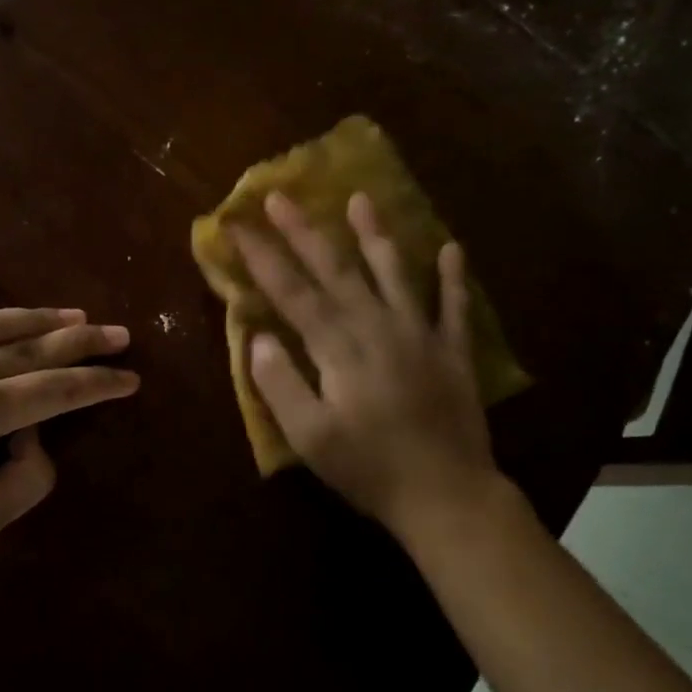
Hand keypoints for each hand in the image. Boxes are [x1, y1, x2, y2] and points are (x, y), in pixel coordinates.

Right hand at [228, 191, 515, 546]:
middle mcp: (377, 327)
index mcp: (339, 347)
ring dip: (375, 234)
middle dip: (304, 231)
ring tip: (361, 198)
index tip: (237, 225)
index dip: (262, 256)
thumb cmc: (369, 468)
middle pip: (336, 269)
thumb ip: (280, 383)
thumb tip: (259, 336)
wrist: (448, 496)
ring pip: (394, 273)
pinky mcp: (452, 352)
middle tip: (281, 195)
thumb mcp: (309, 436)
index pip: (292, 291)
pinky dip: (452, 277)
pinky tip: (451, 249)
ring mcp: (420, 335)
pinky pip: (454, 306)